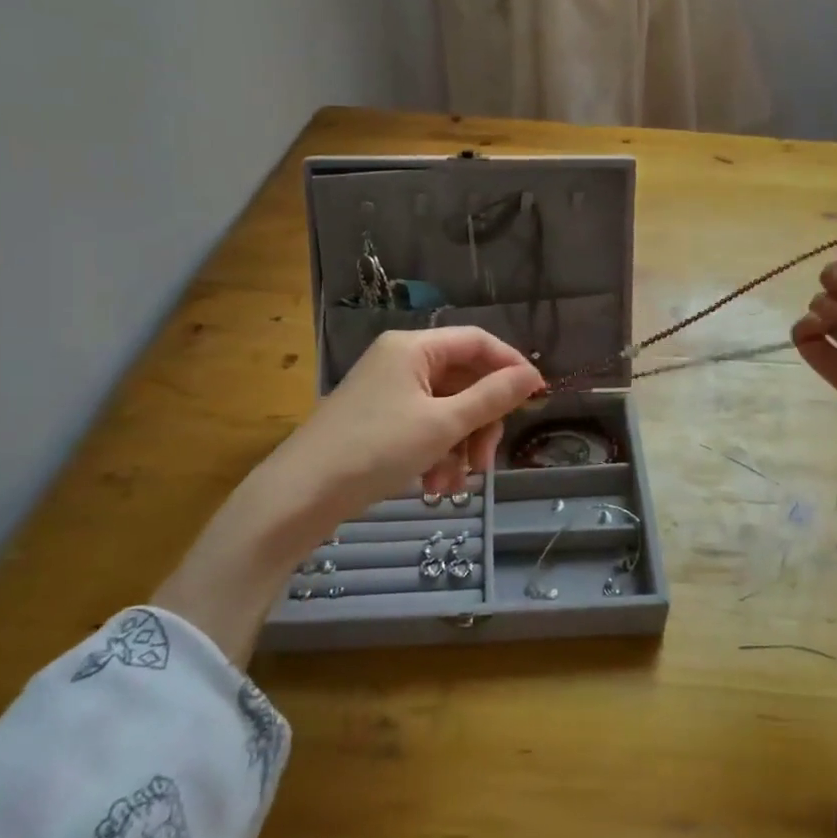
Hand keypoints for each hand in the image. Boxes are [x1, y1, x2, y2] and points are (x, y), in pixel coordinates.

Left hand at [153, 327, 543, 665]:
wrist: (299, 495)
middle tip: (488, 461)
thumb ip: (492, 397)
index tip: (537, 399)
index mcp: (414, 347)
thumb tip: (532, 376)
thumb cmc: (375, 449)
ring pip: (446, 409)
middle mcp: (401, 361)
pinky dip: (437, 452)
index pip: (478, 342)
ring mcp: (387, 391)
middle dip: (481, 421)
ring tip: (454, 484)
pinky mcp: (378, 420)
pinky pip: (424, 426)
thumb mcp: (442, 424)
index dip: (511, 367)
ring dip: (460, 445)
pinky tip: (434, 484)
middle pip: (464, 379)